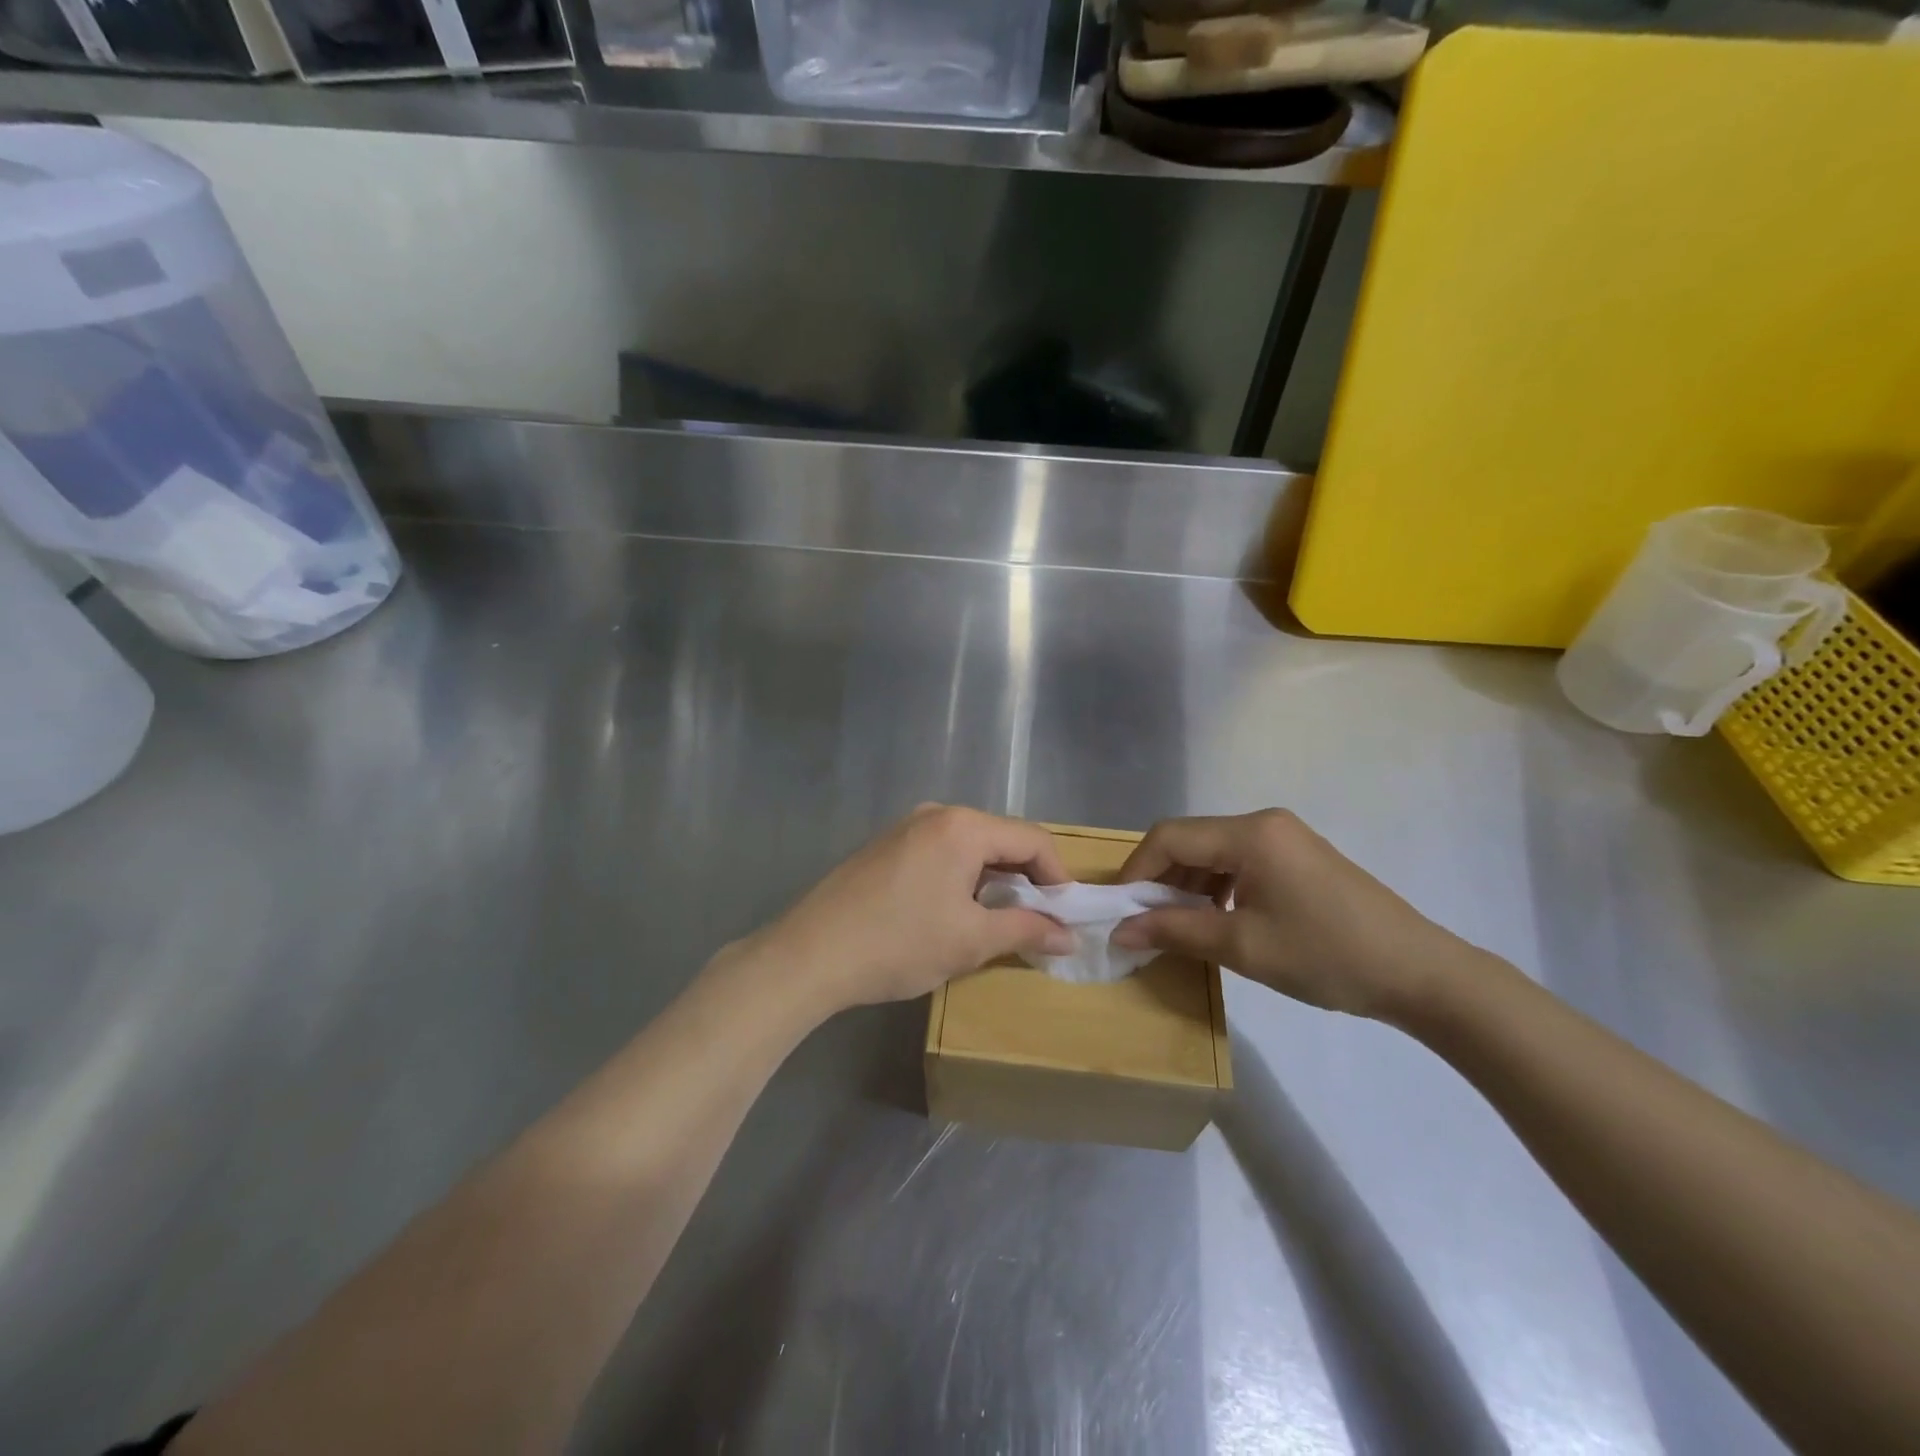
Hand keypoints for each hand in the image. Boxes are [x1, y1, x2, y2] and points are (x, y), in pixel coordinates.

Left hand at [747, 805, 1073, 1013]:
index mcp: (963, 826)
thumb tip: (1068, 936)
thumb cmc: (899, 943)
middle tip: (1037, 920)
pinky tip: (954, 911)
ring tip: (998, 920)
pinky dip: (961, 876)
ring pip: (969, 846)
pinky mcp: (884, 846)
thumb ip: (1026, 931)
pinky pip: (940, 852)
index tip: (1066, 915)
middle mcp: (936, 814)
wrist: (810, 954)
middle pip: (1000, 838)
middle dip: (1026, 878)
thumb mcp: (970, 941)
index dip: (1057, 876)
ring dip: (993, 879)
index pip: (1032, 839)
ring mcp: (905, 827)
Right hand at [1110, 809, 1478, 1019]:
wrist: (1420, 974)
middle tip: (1143, 922)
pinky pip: (1240, 862)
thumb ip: (1174, 931)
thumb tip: (1119, 931)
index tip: (1119, 910)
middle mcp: (1264, 823)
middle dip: (1160, 879)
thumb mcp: (1242, 946)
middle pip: (1190, 840)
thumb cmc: (1326, 956)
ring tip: (1176, 925)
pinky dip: (1216, 886)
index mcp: (1250, 834)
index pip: (1170, 837)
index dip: (1136, 871)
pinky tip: (1215, 918)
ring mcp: (1285, 837)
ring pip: (1213, 852)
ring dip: (1187, 884)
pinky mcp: (1299, 857)